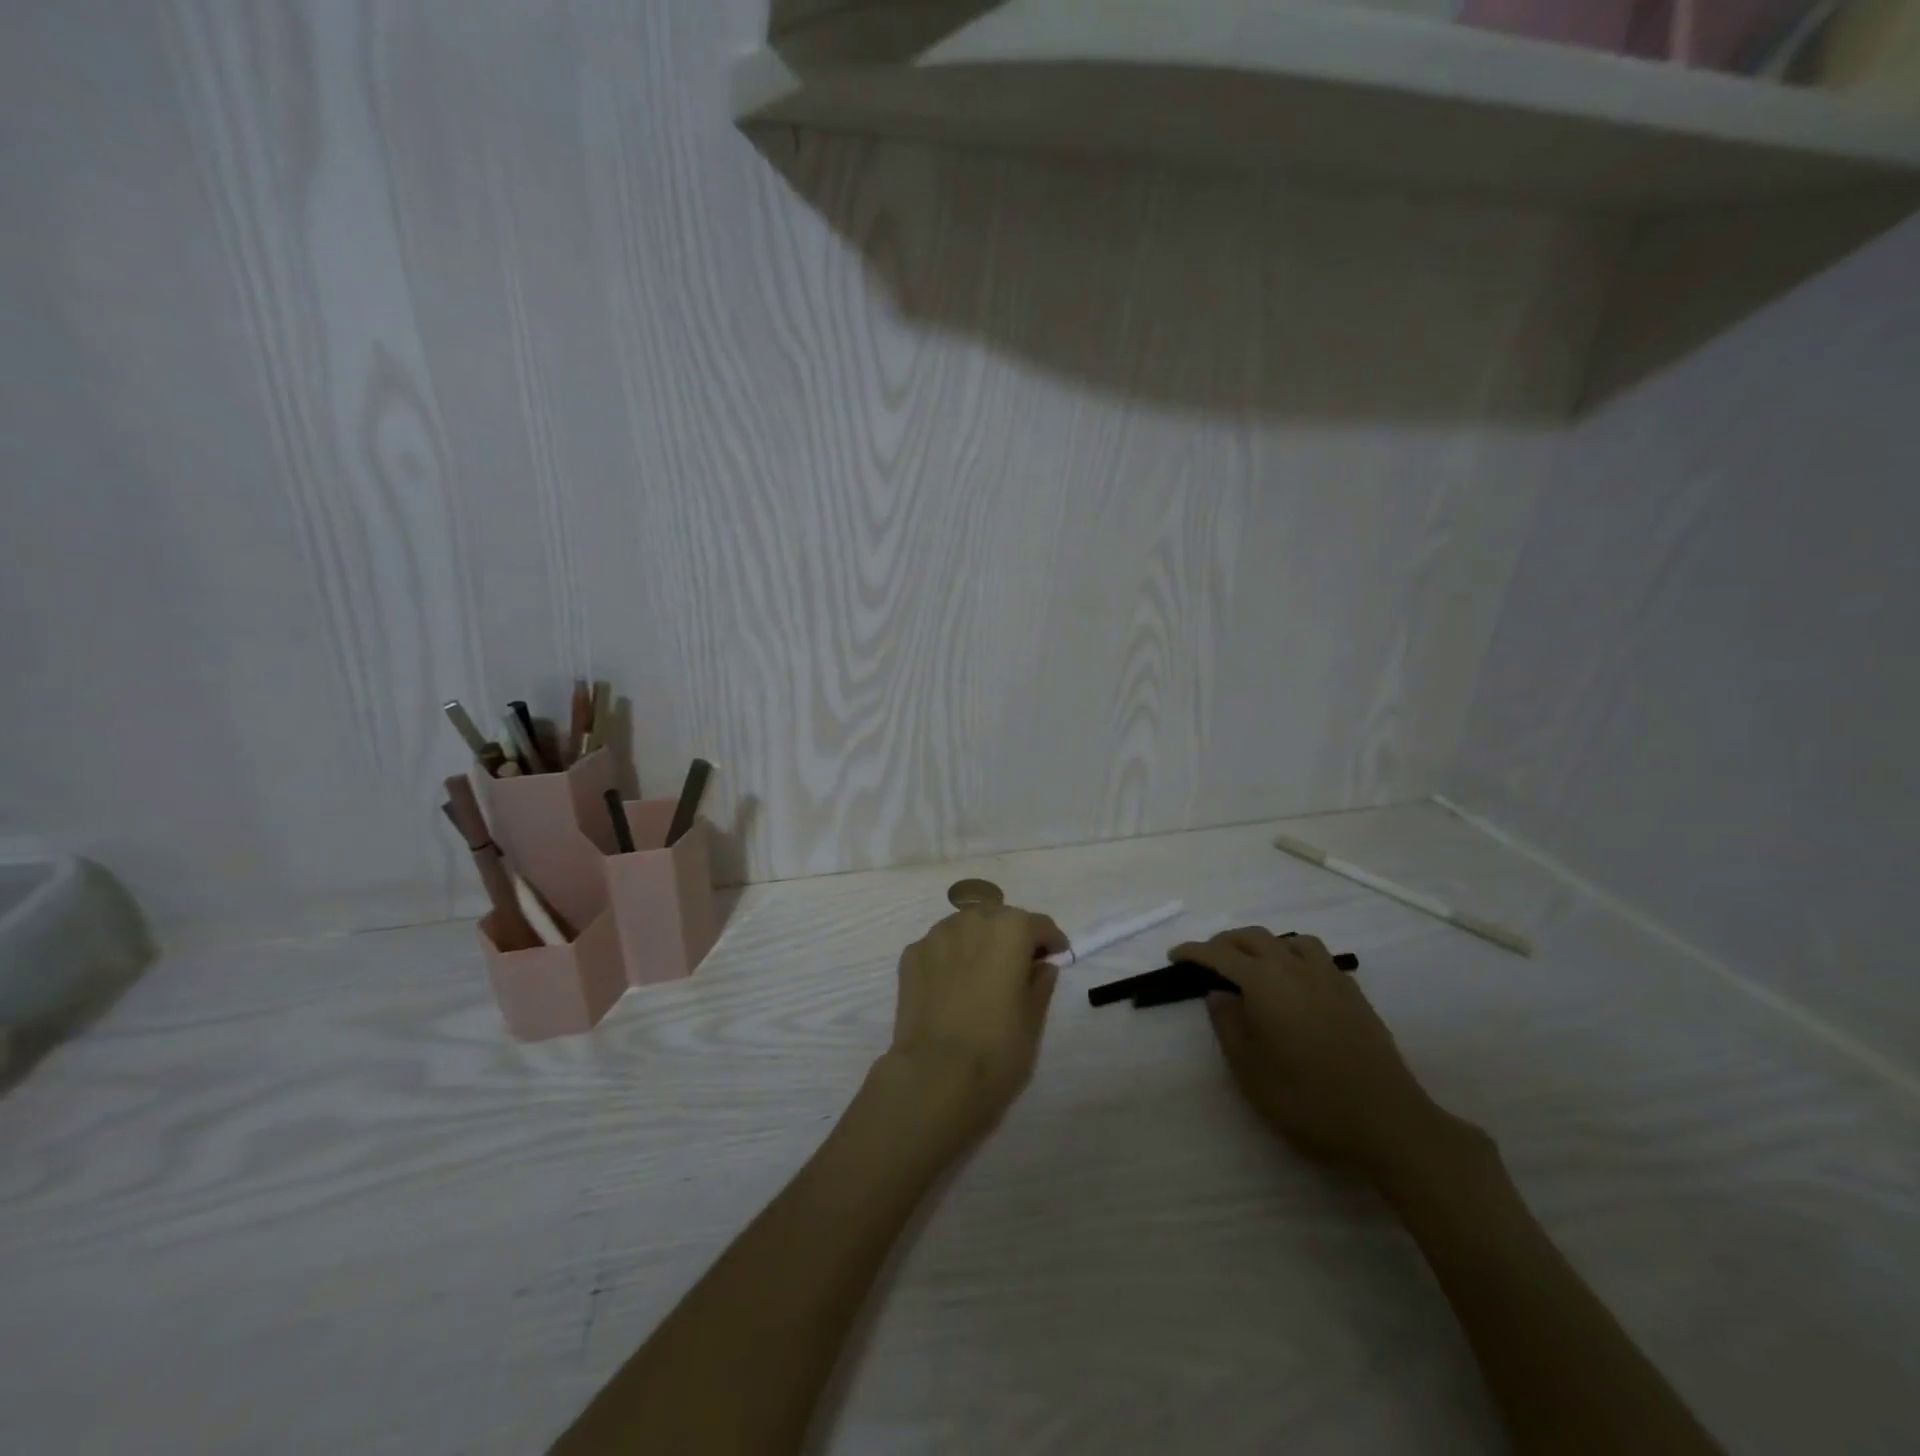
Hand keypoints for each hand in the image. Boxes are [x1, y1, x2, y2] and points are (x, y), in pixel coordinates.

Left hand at [884, 905, 1066, 1136]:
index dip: (1050, 942)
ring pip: (965, 928)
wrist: (935, 1076)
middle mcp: (972, 920)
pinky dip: (950, 958)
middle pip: (999, 919)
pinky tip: (951, 988)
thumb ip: (1040, 982)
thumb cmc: (997, 1049)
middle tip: (1017, 969)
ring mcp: (936, 935)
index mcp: (1010, 929)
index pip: (1039, 925)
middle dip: (1011, 937)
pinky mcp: (911, 955)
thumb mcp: (1034, 1019)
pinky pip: (939, 948)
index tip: (1055, 959)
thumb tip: (1042, 966)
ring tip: (981, 976)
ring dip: (978, 942)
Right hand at [1172, 927, 1471, 1184]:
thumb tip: (1218, 993)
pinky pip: (1318, 958)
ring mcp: (1330, 978)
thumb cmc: (1306, 1098)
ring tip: (1254, 965)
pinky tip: (1295, 984)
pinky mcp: (1354, 994)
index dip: (1194, 952)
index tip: (1175, 955)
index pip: (1220, 954)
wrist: (1385, 1121)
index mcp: (1264, 981)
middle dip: (1226, 942)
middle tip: (1208, 959)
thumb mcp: (1249, 1068)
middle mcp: (1295, 968)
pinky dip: (1295, 958)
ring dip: (1265, 944)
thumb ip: (1228, 1023)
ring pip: (1291, 941)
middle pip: (1254, 937)